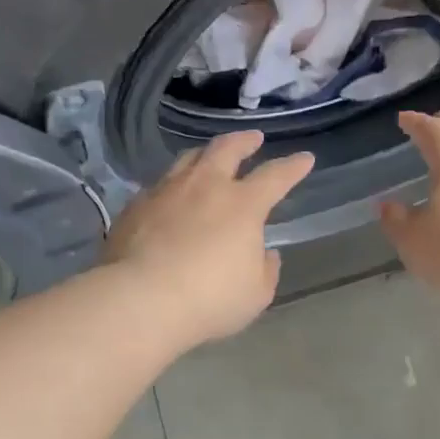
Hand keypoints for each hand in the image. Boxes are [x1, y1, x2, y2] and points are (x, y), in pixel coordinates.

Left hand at [105, 131, 314, 345]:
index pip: (275, 176)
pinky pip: (158, 186)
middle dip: (244, 141)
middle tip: (253, 138)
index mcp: (242, 205)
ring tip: (208, 158)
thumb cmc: (209, 300)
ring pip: (188, 160)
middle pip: (226, 149)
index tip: (304, 159)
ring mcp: (165, 192)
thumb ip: (265, 270)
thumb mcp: (255, 295)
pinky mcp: (134, 207)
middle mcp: (204, 187)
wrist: (140, 300)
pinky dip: (172, 186)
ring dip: (204, 155)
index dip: (293, 167)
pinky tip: (170, 197)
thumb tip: (265, 253)